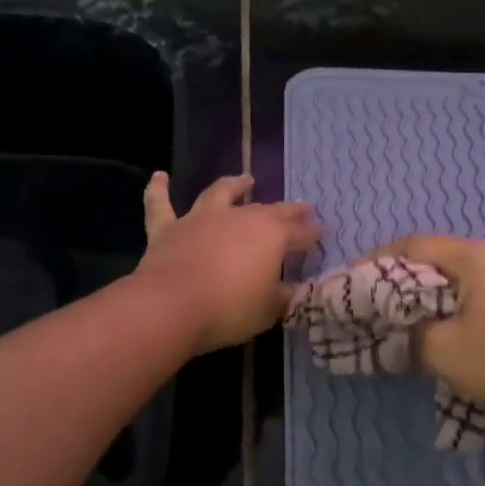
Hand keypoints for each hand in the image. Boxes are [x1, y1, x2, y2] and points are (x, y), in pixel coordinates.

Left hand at [138, 172, 320, 353]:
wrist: (172, 306)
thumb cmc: (230, 309)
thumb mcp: (270, 309)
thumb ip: (286, 296)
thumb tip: (298, 288)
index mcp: (271, 236)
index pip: (301, 233)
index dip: (314, 234)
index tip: (325, 232)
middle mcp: (239, 218)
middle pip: (270, 210)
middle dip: (289, 210)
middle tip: (302, 208)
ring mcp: (202, 219)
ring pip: (221, 193)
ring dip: (235, 185)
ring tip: (246, 179)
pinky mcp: (168, 228)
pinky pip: (161, 204)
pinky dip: (159, 189)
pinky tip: (159, 176)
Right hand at [372, 234, 484, 453]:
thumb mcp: (441, 349)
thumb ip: (407, 331)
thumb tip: (395, 328)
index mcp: (476, 256)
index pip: (413, 244)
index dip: (375, 261)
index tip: (351, 283)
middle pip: (435, 256)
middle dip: (398, 278)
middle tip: (370, 302)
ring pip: (456, 276)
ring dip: (424, 293)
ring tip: (398, 317)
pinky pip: (476, 291)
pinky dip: (450, 304)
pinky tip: (437, 327)